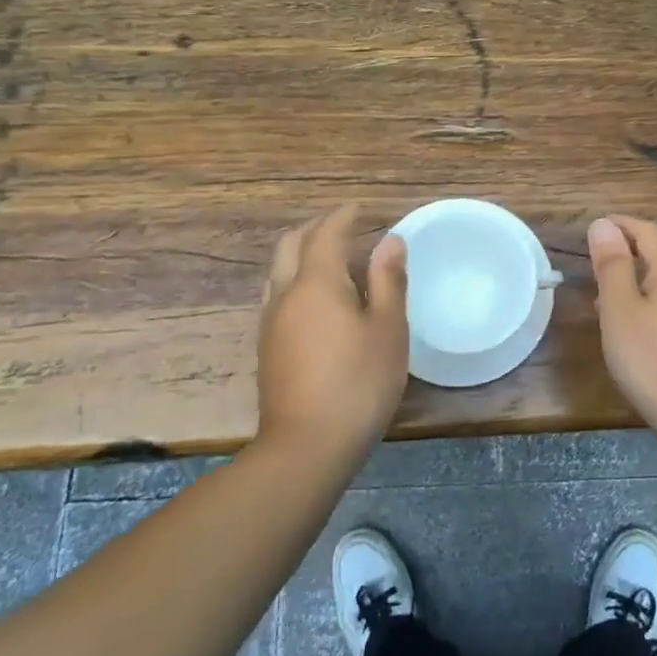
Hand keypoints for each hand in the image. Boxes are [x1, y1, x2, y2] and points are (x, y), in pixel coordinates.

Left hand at [258, 205, 408, 467]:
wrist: (306, 447)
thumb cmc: (358, 383)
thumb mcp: (388, 330)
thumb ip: (389, 281)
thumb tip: (390, 241)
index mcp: (317, 283)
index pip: (326, 234)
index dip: (343, 216)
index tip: (360, 208)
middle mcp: (285, 294)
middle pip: (291, 245)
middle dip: (315, 228)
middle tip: (343, 227)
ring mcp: (271, 323)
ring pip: (278, 271)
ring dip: (300, 253)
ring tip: (329, 259)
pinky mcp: (266, 348)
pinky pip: (277, 295)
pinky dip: (295, 279)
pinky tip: (315, 300)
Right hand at [589, 215, 656, 436]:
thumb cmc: (651, 359)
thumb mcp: (619, 309)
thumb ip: (612, 264)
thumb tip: (604, 225)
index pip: (649, 230)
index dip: (622, 224)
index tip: (595, 228)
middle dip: (642, 238)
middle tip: (611, 249)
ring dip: (652, 264)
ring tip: (619, 282)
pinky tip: (642, 314)